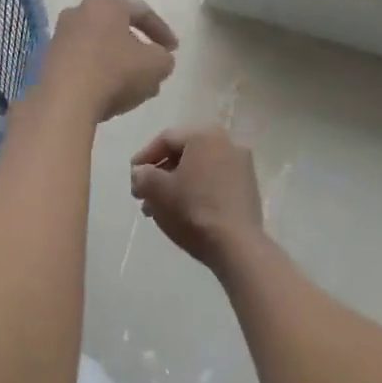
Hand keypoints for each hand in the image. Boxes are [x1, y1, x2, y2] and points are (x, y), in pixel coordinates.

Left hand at [41, 0, 177, 121]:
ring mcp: (60, 35)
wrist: (64, 101)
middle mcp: (79, 10)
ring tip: (135, 86)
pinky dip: (99, 73)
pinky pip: (82, 62)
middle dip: (138, 47)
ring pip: (99, 46)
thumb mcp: (156, 65)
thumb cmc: (115, 73)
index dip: (162, 31)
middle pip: (117, 27)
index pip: (142, 11)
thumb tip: (158, 58)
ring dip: (119, 62)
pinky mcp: (48, 59)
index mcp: (106, 2)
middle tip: (153, 65)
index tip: (174, 50)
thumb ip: (164, 58)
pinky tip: (110, 94)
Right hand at [129, 124, 261, 267]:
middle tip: (143, 194)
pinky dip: (196, 192)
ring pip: (199, 170)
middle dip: (159, 174)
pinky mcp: (249, 189)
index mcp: (204, 136)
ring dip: (176, 185)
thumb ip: (142, 175)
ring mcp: (242, 167)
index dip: (144, 156)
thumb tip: (141, 173)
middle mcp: (227, 144)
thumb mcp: (156, 190)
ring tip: (157, 209)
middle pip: (183, 154)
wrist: (237, 246)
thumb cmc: (192, 210)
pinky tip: (182, 212)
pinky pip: (214, 182)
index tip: (132, 176)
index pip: (166, 139)